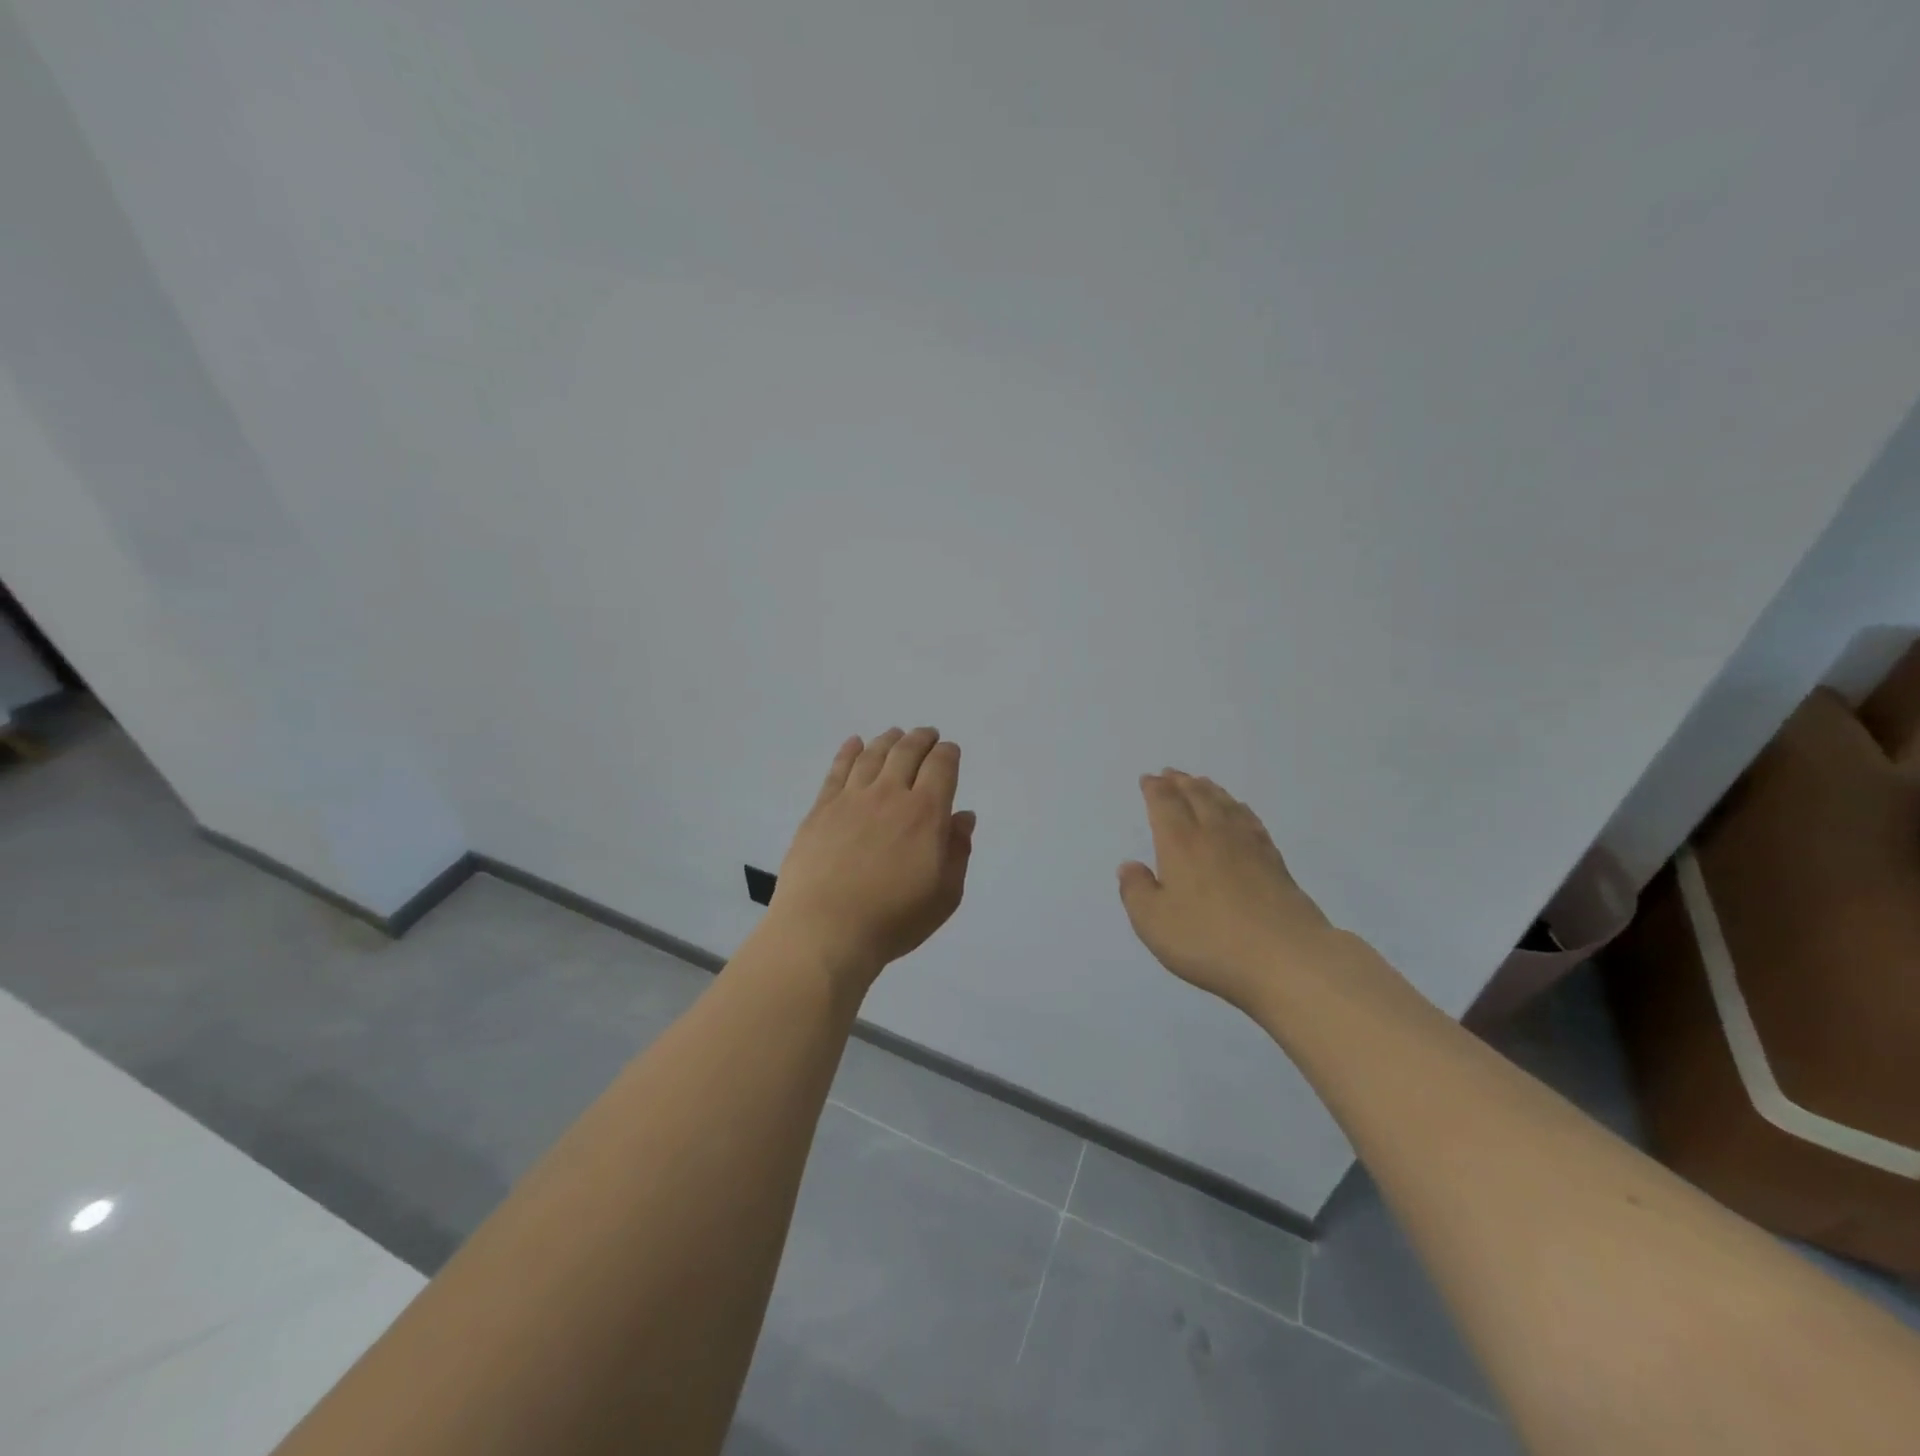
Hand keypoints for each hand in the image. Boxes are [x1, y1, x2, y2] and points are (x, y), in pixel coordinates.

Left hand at [768, 728, 975, 988]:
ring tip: (895, 734)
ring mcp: (852, 798)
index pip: (941, 767)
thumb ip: (957, 851)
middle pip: (907, 752)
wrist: (825, 930)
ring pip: (873, 755)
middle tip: (927, 735)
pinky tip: (854, 743)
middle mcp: (889, 795)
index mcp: (925, 813)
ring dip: (888, 740)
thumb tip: (963, 816)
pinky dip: (849, 751)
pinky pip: (838, 769)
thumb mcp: (944, 895)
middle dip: (922, 739)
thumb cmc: (893, 919)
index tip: (950, 751)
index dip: (948, 754)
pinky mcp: (821, 809)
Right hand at [1118, 771, 1337, 1014]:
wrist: (1286, 958)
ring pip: (1225, 804)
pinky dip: (1239, 809)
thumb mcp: (1153, 922)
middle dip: (1180, 782)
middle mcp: (1213, 834)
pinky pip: (1251, 821)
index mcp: (1180, 843)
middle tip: (1171, 773)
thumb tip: (1130, 865)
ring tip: (1201, 783)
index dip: (1155, 788)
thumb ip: (1136, 891)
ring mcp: (1249, 846)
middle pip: (1197, 796)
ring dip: (1209, 790)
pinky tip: (1239, 812)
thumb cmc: (1209, 939)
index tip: (1148, 779)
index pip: (1165, 804)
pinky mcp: (1275, 862)